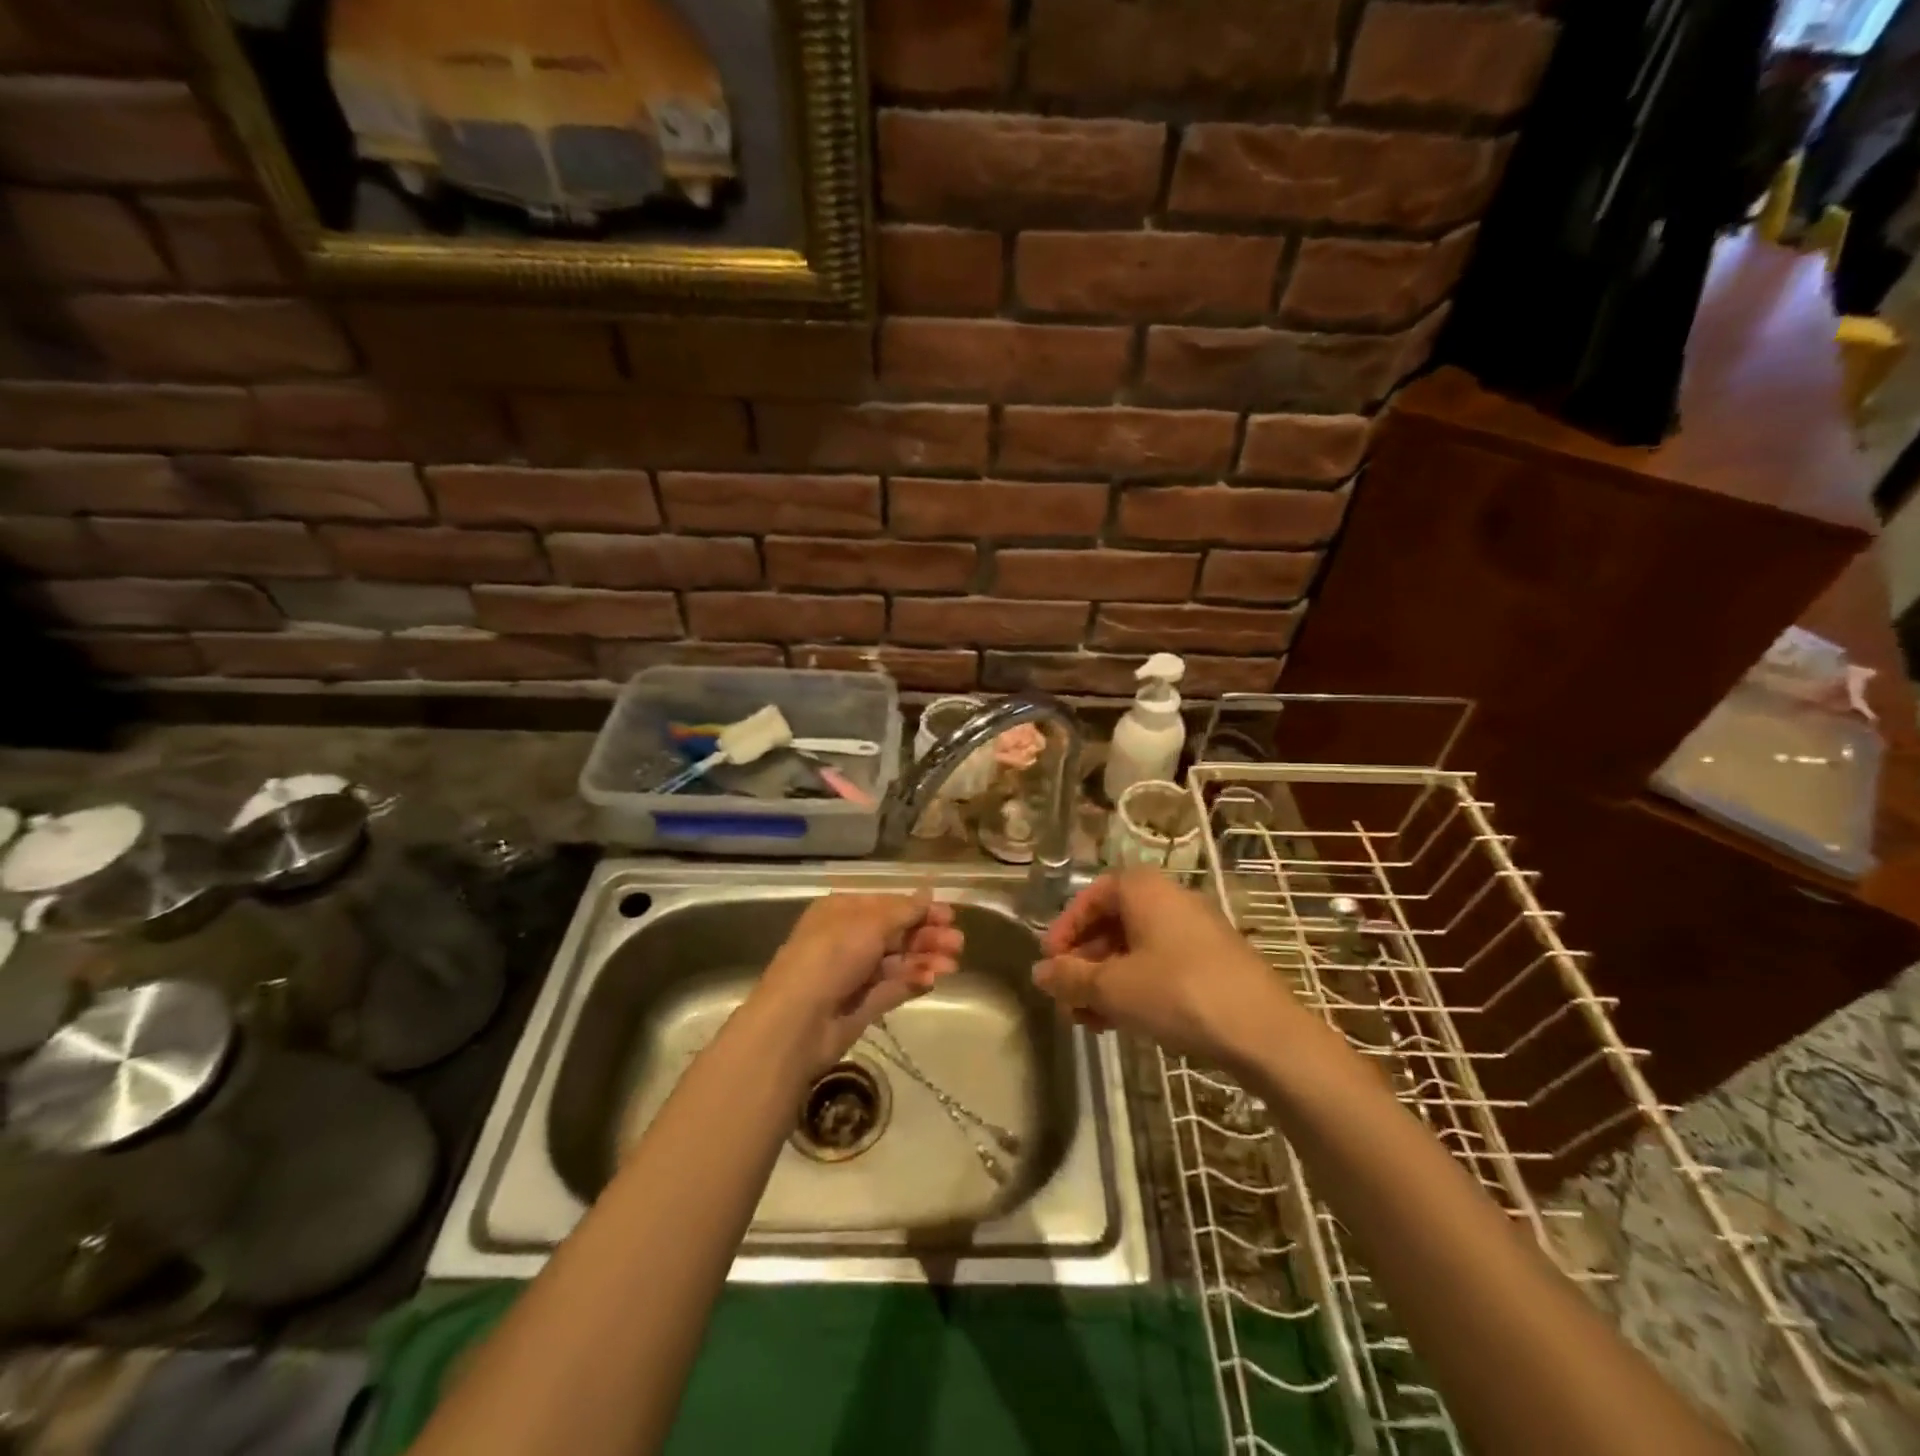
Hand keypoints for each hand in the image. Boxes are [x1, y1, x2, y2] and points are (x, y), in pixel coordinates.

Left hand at [754, 890, 963, 1071]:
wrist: (797, 1021)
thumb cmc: (831, 956)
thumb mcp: (870, 923)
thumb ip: (904, 911)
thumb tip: (928, 893)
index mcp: (842, 912)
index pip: (887, 905)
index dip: (919, 909)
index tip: (949, 915)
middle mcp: (848, 939)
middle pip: (896, 933)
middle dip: (927, 936)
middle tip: (958, 943)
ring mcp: (854, 974)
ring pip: (898, 961)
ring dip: (925, 959)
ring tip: (952, 964)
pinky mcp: (862, 1005)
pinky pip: (893, 987)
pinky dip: (913, 981)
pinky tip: (933, 979)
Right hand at [1034, 871, 1295, 1069]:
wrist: (1265, 1032)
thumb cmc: (1178, 993)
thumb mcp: (1113, 988)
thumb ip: (1070, 977)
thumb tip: (1039, 972)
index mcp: (1143, 889)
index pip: (1090, 897)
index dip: (1064, 930)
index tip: (1049, 963)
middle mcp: (1169, 899)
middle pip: (1112, 924)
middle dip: (1083, 963)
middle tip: (1066, 1000)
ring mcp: (1195, 930)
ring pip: (1135, 949)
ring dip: (1105, 981)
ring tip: (1088, 1021)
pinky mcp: (1213, 962)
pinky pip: (1160, 965)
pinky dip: (1135, 987)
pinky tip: (1122, 1022)